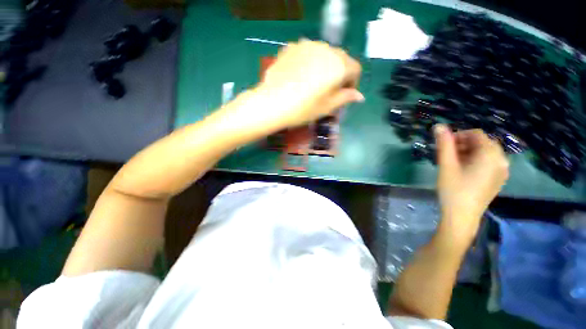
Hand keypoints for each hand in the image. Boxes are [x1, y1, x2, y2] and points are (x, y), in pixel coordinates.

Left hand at [255, 40, 363, 128]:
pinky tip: (300, 76)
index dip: (352, 83)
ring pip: (324, 54)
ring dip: (324, 66)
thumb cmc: (303, 109)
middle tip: (329, 90)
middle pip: (340, 59)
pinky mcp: (292, 47)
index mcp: (339, 65)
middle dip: (339, 74)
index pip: (355, 69)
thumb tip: (359, 96)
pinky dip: (309, 62)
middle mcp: (326, 50)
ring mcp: (307, 45)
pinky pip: (308, 53)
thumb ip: (345, 98)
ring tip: (313, 83)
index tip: (344, 95)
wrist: (272, 103)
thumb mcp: (327, 107)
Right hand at [434, 124, 508, 243]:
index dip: (458, 135)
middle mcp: (501, 160)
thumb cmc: (453, 189)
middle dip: (463, 144)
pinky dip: (475, 161)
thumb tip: (438, 126)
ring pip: (485, 153)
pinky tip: (463, 170)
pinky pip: (488, 162)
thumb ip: (444, 144)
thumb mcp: (446, 165)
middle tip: (447, 154)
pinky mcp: (498, 179)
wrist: (462, 216)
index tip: (444, 145)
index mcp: (490, 155)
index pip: (476, 134)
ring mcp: (502, 171)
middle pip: (482, 143)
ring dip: (468, 152)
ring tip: (453, 162)